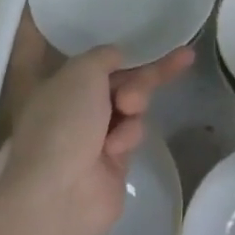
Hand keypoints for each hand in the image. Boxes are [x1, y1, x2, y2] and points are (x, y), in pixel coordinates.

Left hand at [0, 45, 193, 234]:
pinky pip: (133, 133)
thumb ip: (105, 55)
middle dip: (145, 73)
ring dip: (136, 101)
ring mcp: (94, 135)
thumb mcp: (83, 69)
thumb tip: (117, 58)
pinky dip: (129, 134)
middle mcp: (75, 107)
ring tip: (129, 107)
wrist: (61, 194)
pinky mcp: (114, 160)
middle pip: (121, 79)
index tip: (148, 40)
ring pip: (132, 104)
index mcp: (58, 83)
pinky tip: (116, 147)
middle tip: (177, 61)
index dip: (119, 48)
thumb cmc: (63, 121)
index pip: (93, 58)